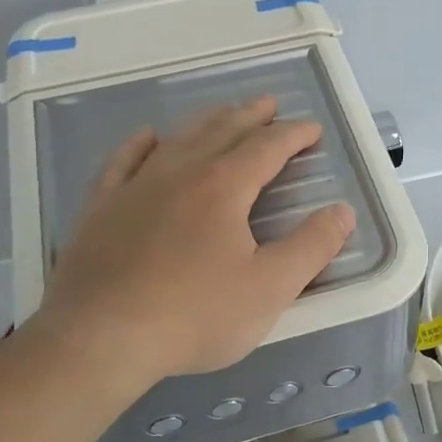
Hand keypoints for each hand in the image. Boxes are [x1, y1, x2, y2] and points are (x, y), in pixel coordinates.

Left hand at [35, 96, 355, 385]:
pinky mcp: (101, 208)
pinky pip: (123, 161)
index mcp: (223, 187)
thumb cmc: (193, 315)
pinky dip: (139, 144)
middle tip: (269, 103)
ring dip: (205, 122)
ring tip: (222, 113)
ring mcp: (135, 187)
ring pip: (177, 140)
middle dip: (250, 116)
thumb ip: (311, 247)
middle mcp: (180, 173)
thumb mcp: (269, 288)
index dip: (293, 135)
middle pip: (222, 132)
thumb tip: (342, 210)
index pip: (267, 148)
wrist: (99, 337)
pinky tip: (147, 136)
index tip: (311, 129)